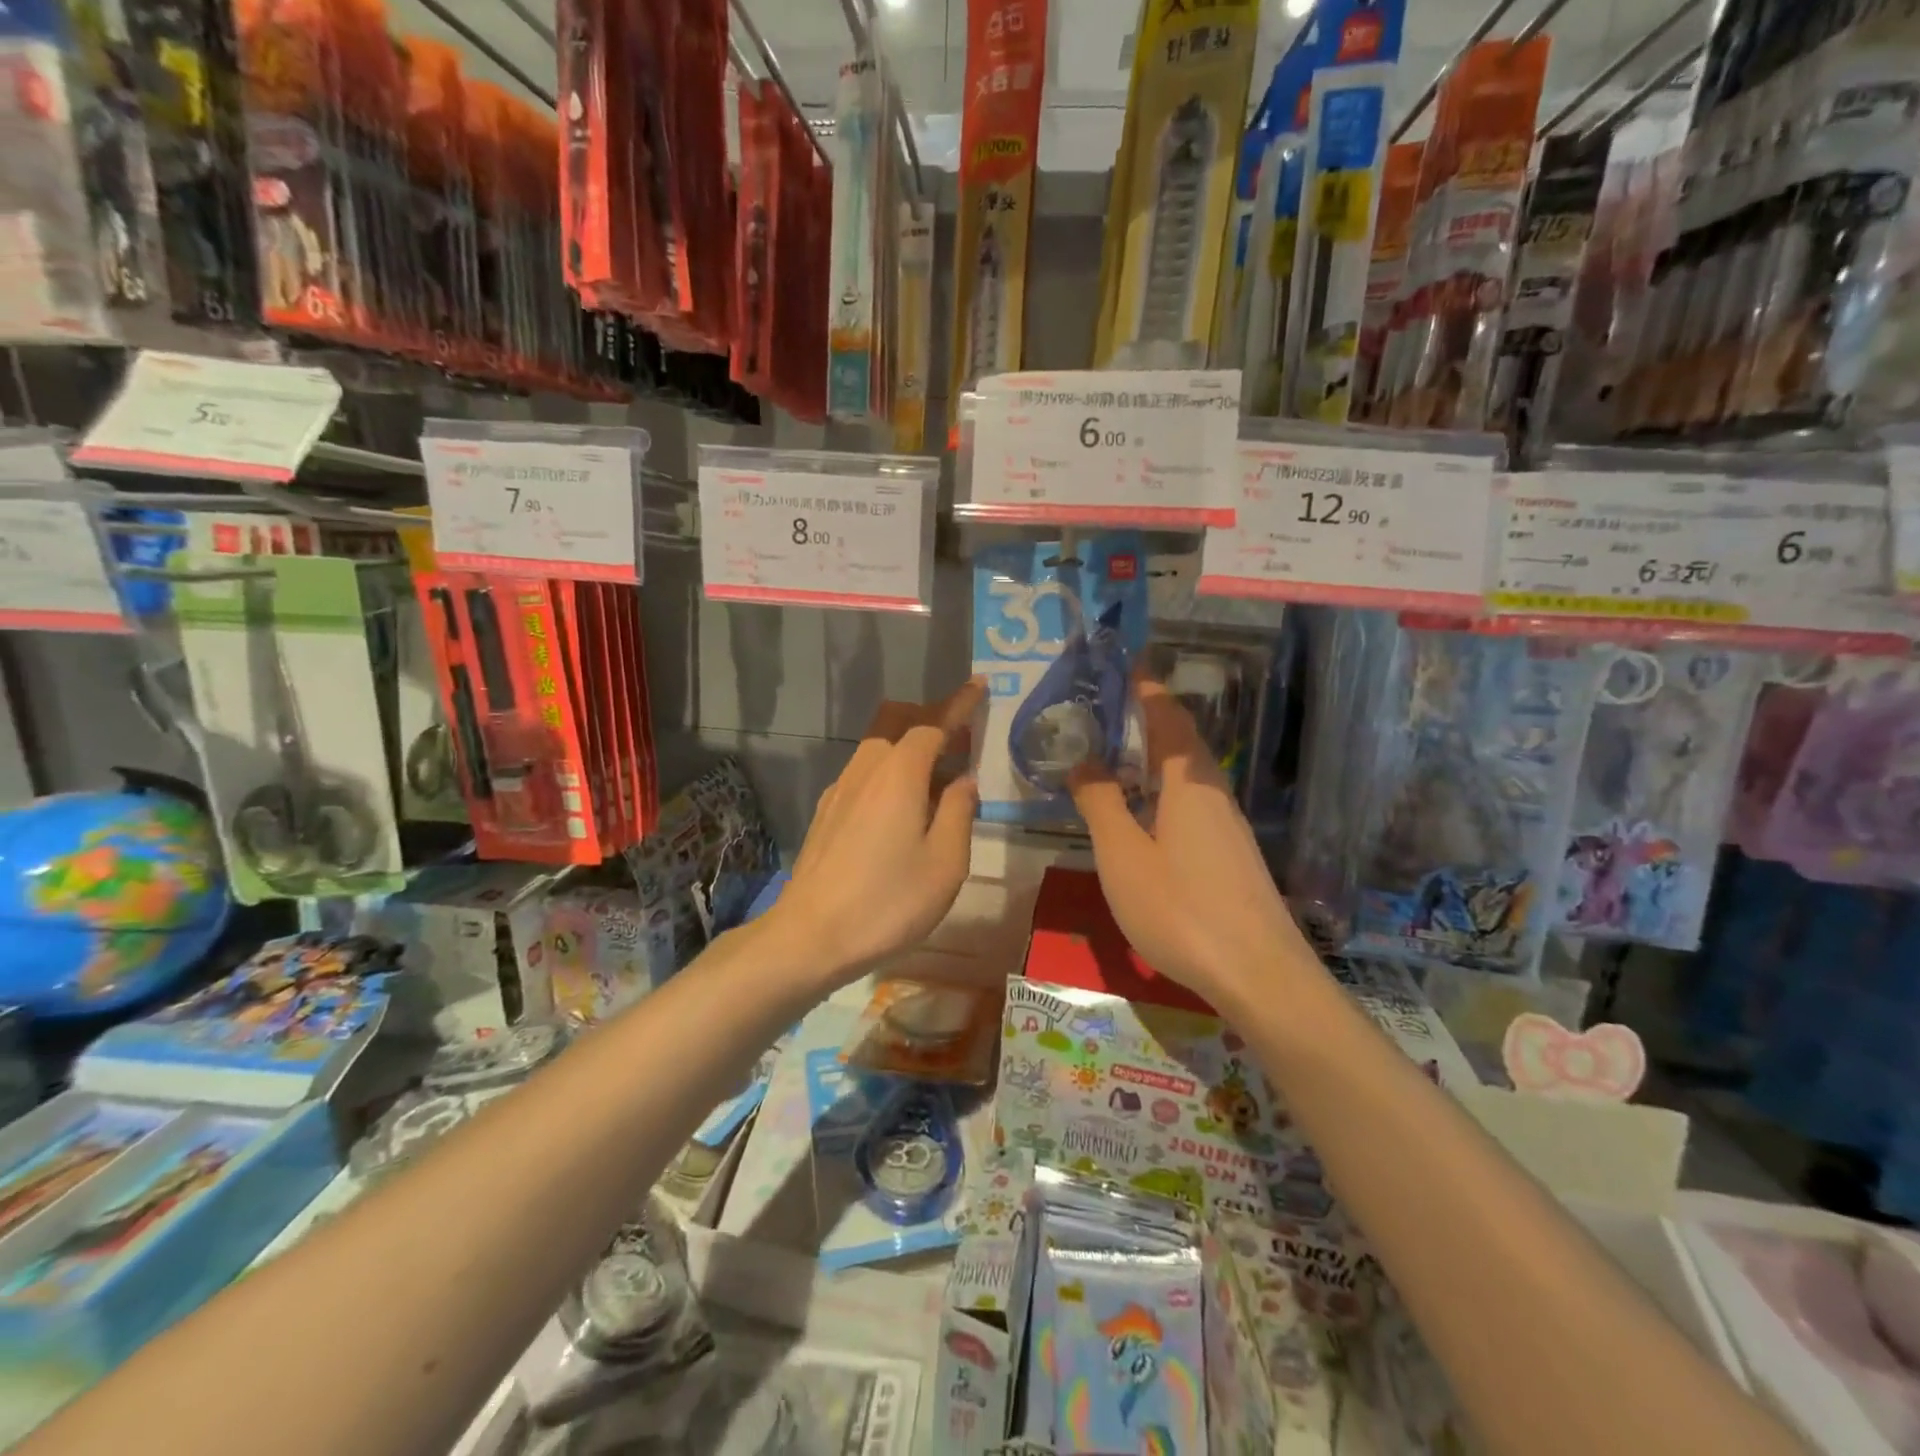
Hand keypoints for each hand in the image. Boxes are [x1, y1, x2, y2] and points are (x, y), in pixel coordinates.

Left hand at [769, 678, 984, 985]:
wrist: (810, 936)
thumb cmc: (888, 901)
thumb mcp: (945, 863)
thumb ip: (958, 812)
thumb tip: (963, 781)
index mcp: (899, 774)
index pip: (933, 723)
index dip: (959, 704)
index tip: (979, 685)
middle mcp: (866, 769)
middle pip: (897, 721)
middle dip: (929, 718)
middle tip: (960, 739)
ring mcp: (840, 789)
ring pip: (877, 746)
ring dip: (908, 746)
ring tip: (936, 779)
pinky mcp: (827, 812)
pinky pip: (864, 771)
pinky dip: (889, 770)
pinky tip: (900, 808)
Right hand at [1070, 676, 1311, 1008]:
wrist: (1259, 974)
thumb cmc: (1181, 908)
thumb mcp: (1123, 855)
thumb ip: (1100, 803)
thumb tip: (1083, 759)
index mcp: (1187, 783)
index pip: (1168, 717)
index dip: (1147, 689)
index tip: (1128, 662)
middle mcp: (1213, 794)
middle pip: (1182, 741)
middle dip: (1150, 716)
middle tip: (1111, 703)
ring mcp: (1227, 825)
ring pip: (1188, 773)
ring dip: (1157, 753)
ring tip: (1120, 751)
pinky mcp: (1231, 854)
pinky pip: (1192, 801)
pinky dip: (1163, 787)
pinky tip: (1146, 810)